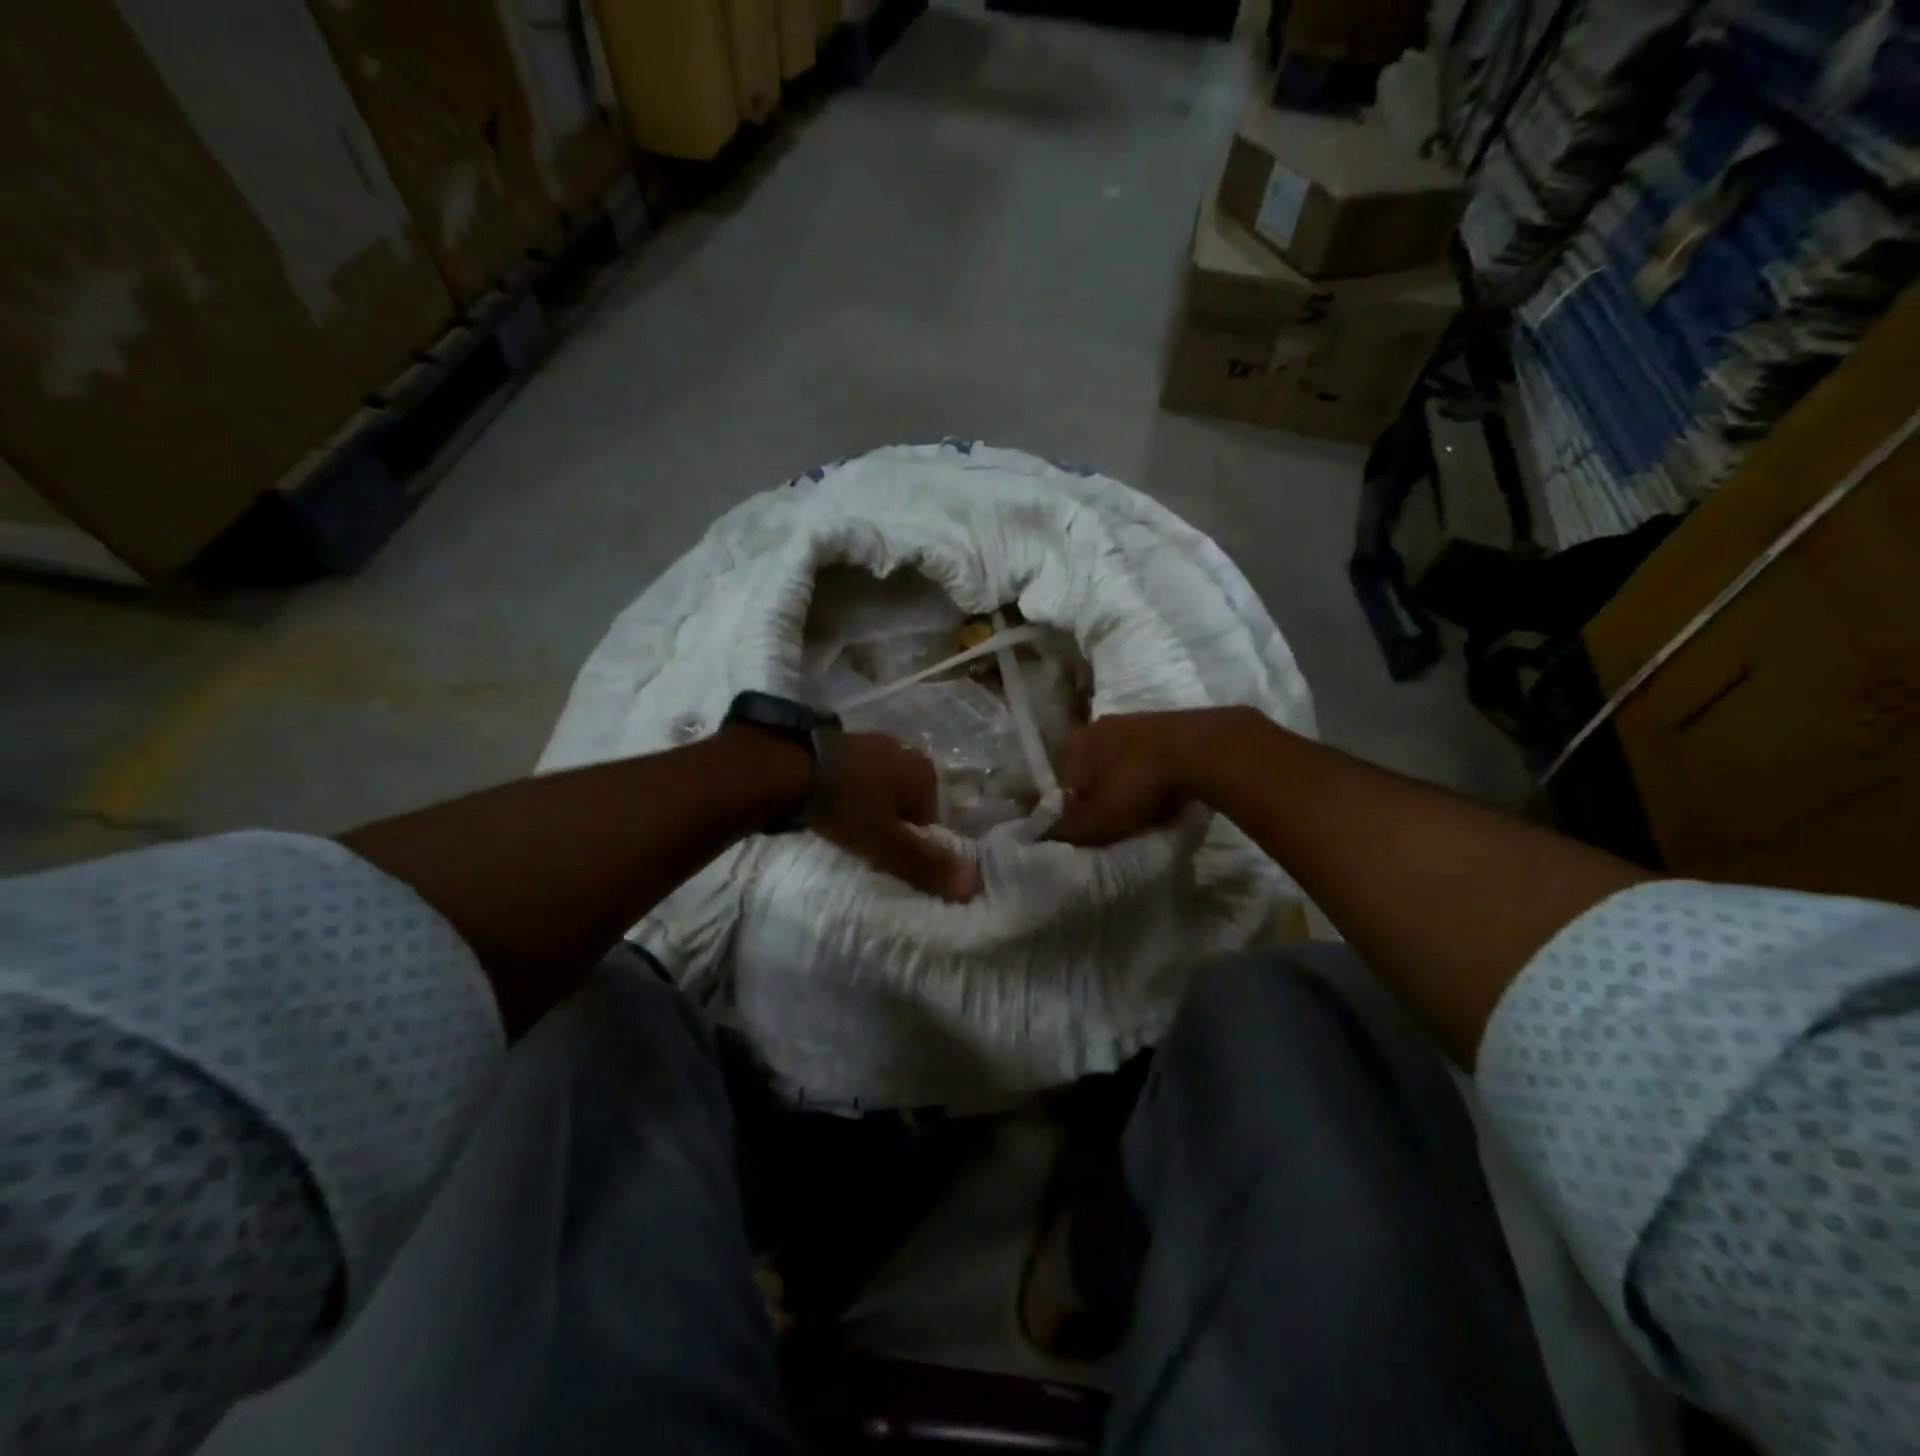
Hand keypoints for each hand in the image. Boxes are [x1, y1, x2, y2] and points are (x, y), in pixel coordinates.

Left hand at [817, 733, 981, 902]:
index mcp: (924, 773)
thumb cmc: (847, 806)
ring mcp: (872, 741)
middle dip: (890, 821)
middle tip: (864, 841)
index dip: (910, 841)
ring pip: (880, 785)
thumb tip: (974, 887)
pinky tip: (828, 801)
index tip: (885, 854)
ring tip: (844, 823)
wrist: (790, 765)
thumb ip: (927, 866)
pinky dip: (847, 788)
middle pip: (906, 800)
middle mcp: (905, 751)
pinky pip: (855, 773)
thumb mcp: (887, 844)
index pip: (931, 818)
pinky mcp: (841, 739)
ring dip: (868, 803)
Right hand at [1048, 710, 1233, 846]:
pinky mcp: (1161, 722)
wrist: (1200, 749)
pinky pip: (1145, 756)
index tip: (1093, 831)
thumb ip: (1067, 831)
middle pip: (1090, 773)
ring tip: (1145, 809)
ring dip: (1126, 785)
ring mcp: (1129, 721)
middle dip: (1101, 797)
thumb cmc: (1137, 785)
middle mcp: (1094, 728)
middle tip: (1119, 823)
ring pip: (1118, 763)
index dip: (1074, 812)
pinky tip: (1165, 791)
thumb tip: (1040, 837)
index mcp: (1072, 746)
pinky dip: (1150, 774)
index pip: (1061, 786)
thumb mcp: (1099, 820)